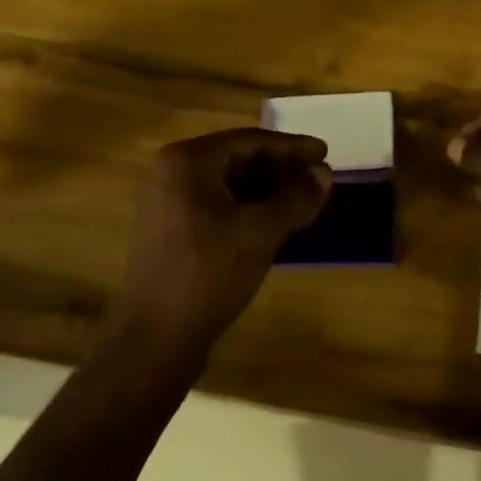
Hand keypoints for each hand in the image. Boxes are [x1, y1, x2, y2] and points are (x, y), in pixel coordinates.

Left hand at [116, 128, 331, 364]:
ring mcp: (166, 202)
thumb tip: (324, 174)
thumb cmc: (209, 273)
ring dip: (267, 190)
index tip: (326, 153)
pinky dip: (247, 208)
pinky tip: (274, 223)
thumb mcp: (262, 231)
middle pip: (238, 159)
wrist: (154, 340)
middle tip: (317, 180)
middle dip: (281, 170)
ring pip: (228, 184)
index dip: (292, 147)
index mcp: (188, 161)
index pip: (251, 141)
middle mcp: (171, 172)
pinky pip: (216, 205)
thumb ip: (297, 197)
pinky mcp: (169, 230)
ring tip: (302, 203)